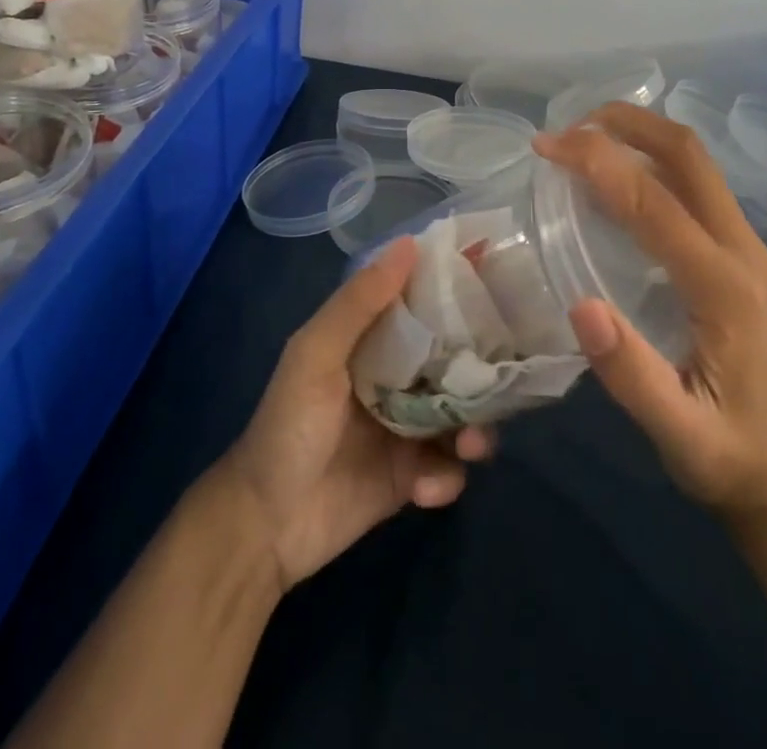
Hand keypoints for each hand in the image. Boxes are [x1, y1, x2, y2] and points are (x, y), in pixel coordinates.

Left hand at [218, 238, 493, 590]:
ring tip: (470, 444)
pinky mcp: (415, 477)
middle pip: (457, 362)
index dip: (459, 295)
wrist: (267, 523)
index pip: (426, 305)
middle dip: (482, 371)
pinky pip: (451, 469)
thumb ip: (360, 302)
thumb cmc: (290, 424)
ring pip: (465, 416)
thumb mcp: (316, 353)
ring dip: (476, 429)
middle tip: (500, 378)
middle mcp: (399, 377)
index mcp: (375, 340)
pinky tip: (423, 488)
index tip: (497, 283)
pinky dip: (446, 477)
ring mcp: (410, 428)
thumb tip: (410, 243)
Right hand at [535, 103, 766, 520]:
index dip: (598, 163)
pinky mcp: (736, 250)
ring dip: (638, 134)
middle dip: (626, 123)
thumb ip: (632, 376)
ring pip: (693, 161)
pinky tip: (614, 175)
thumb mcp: (678, 435)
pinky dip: (649, 159)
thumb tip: (580, 306)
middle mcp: (741, 249)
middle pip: (688, 154)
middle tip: (566, 128)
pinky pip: (693, 182)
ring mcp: (743, 245)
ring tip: (582, 138)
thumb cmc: (727, 455)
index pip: (655, 202)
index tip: (546, 148)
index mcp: (724, 287)